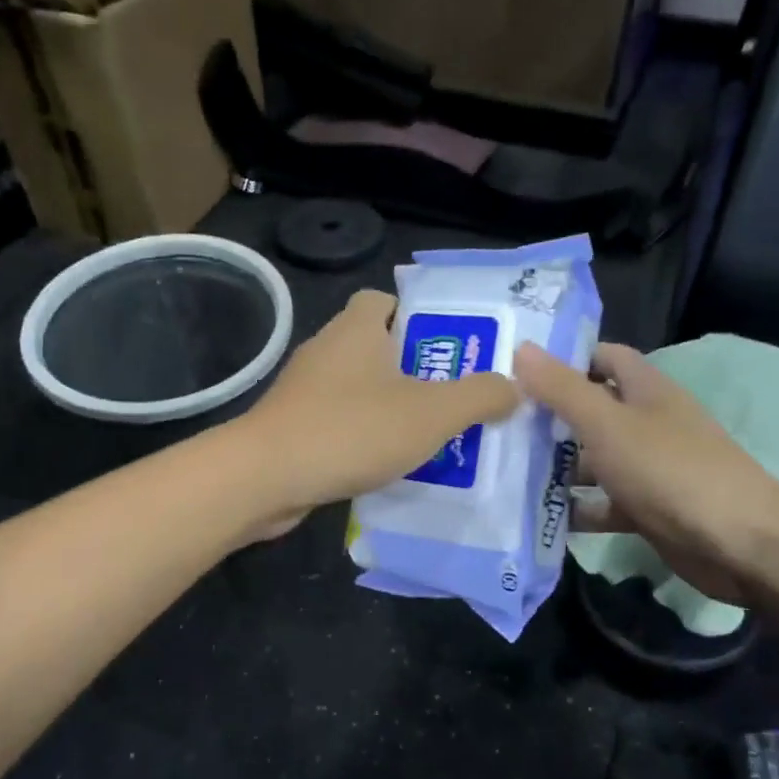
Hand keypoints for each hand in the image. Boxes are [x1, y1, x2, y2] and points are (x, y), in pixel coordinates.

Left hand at [233, 291, 519, 533]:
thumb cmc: (352, 430)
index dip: (420, 316)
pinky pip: (341, 423)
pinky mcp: (293, 427)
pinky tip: (390, 465)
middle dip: (417, 370)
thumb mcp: (432, 413)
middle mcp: (327, 350)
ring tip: (433, 437)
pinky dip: (365, 437)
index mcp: (357, 329)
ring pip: (360, 389)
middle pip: (378, 348)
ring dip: (392, 408)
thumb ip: (480, 396)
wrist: (265, 478)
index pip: (386, 300)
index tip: (452, 349)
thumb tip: (513, 387)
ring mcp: (305, 391)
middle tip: (457, 399)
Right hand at [513, 341, 778, 602]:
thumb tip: (521, 348)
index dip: (565, 358)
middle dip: (549, 418)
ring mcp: (648, 468)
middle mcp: (647, 423)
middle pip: (592, 411)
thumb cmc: (669, 470)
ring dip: (557, 467)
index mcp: (646, 390)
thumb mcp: (607, 423)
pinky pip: (603, 503)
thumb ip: (562, 389)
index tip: (517, 368)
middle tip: (497, 424)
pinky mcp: (647, 509)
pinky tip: (539, 516)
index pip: (603, 358)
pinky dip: (577, 509)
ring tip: (505, 472)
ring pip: (594, 460)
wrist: (736, 542)